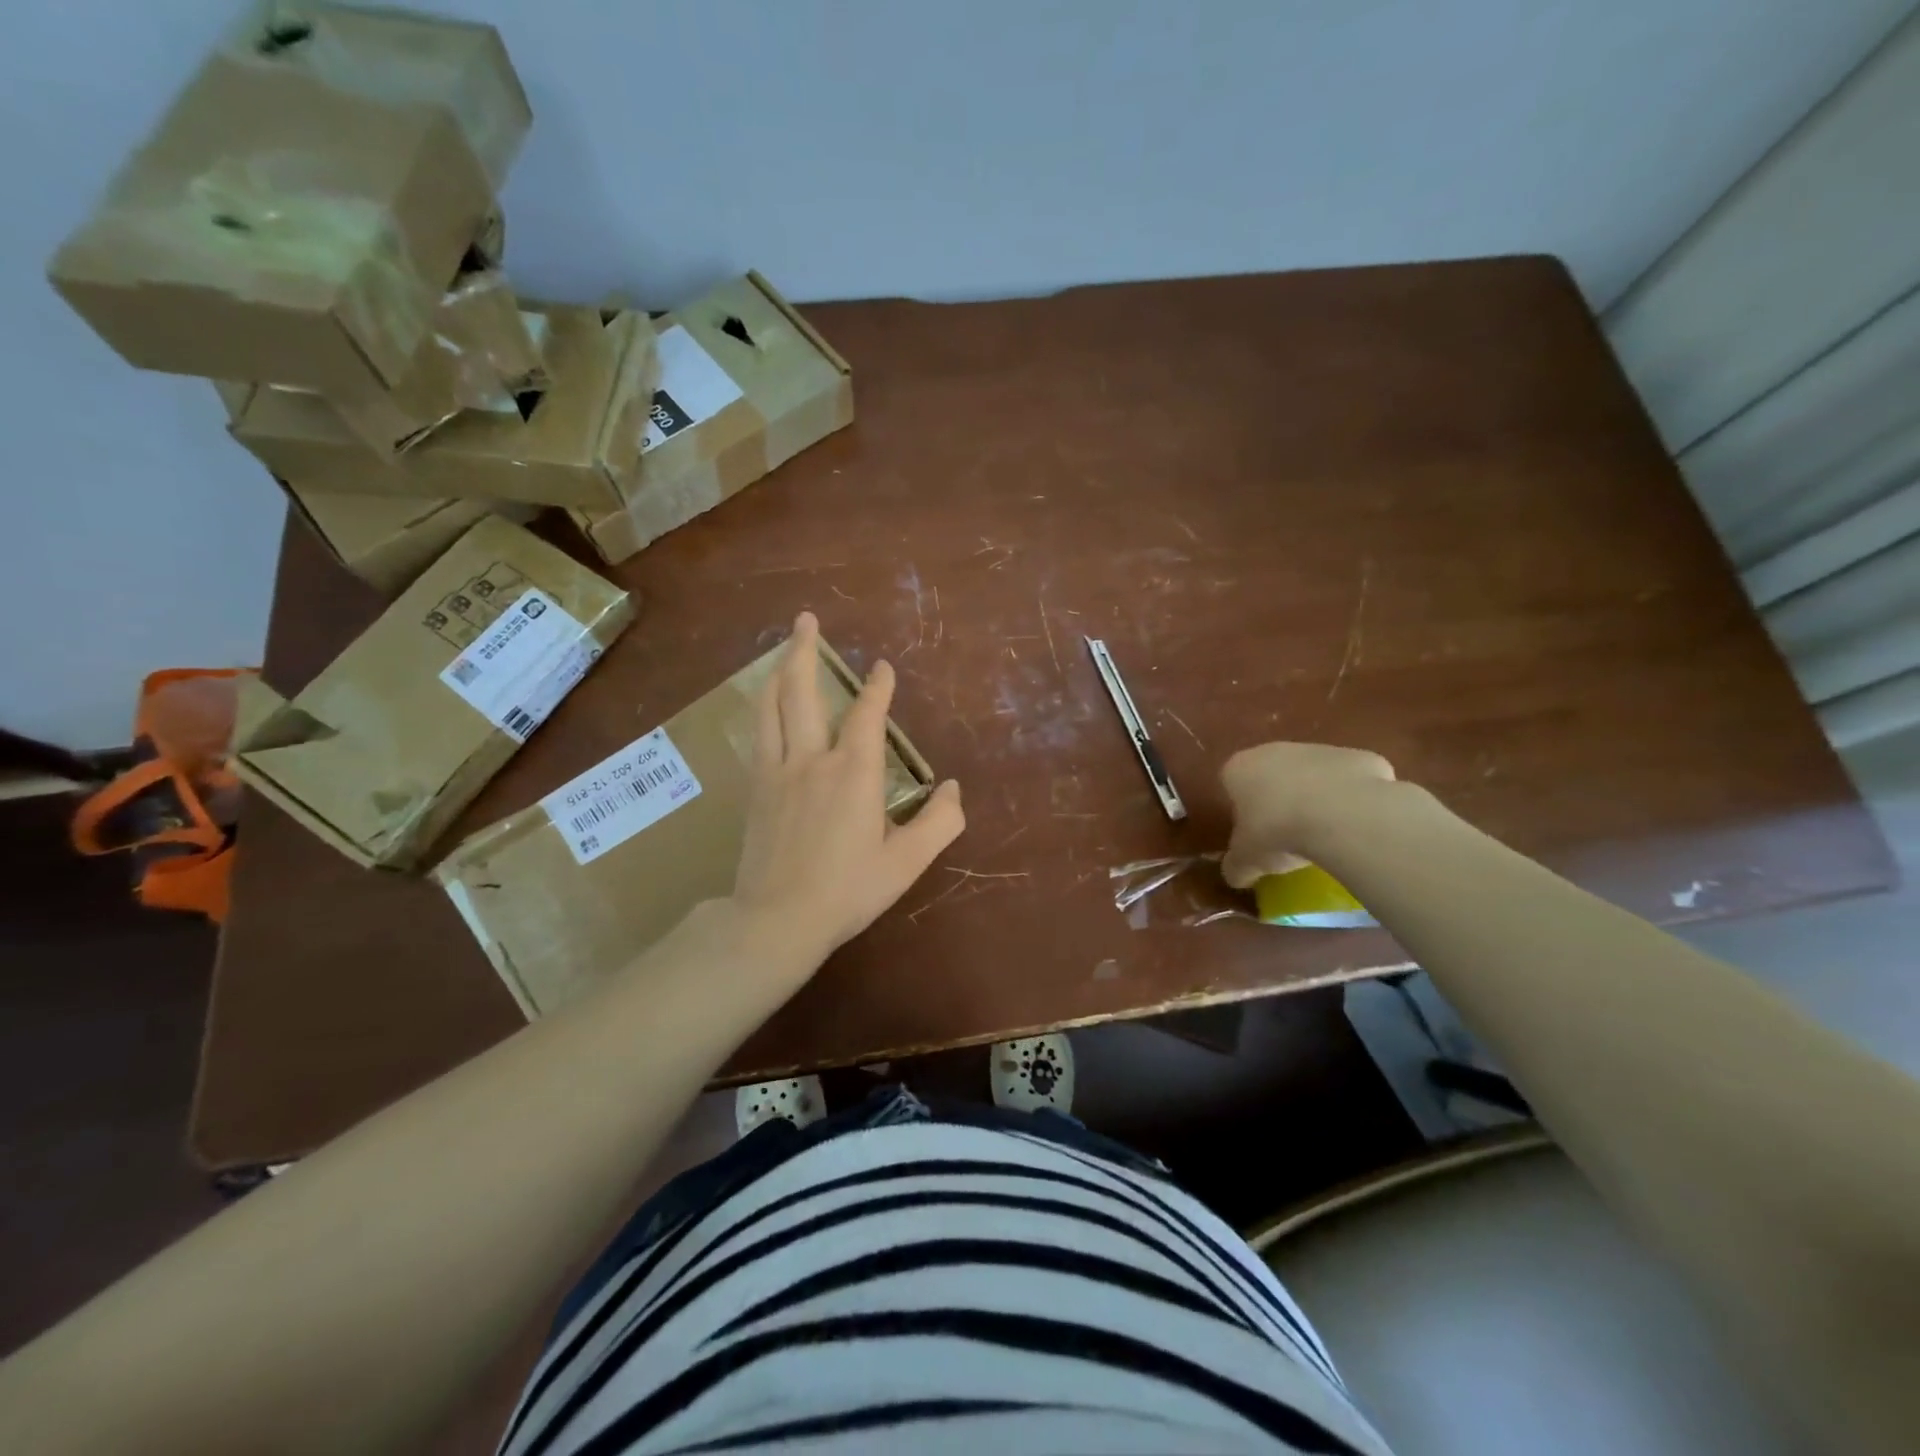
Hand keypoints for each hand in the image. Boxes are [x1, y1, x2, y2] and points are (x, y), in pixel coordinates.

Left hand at [730, 613, 965, 960]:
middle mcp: (812, 759)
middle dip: (805, 650)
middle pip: (804, 691)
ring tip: (784, 648)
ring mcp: (777, 771)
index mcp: (854, 773)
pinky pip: (759, 733)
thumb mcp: (906, 863)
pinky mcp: (755, 788)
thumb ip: (939, 822)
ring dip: (779, 670)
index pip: (868, 715)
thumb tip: (954, 788)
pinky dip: (765, 707)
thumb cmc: (847, 891)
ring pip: (773, 706)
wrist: (776, 919)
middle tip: (806, 618)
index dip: (878, 687)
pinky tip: (767, 705)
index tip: (883, 667)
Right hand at [1219, 742, 1395, 888]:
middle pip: (1272, 775)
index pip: (1231, 784)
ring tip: (1325, 835)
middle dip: (1278, 801)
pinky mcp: (1358, 757)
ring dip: (1315, 798)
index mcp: (1239, 769)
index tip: (1253, 835)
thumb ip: (1237, 866)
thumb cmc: (1277, 831)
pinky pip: (1349, 781)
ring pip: (1312, 775)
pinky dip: (1351, 799)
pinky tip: (1355, 825)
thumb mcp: (1247, 860)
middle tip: (1287, 835)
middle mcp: (1274, 750)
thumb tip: (1236, 875)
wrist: (1343, 814)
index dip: (1241, 810)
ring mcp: (1319, 749)